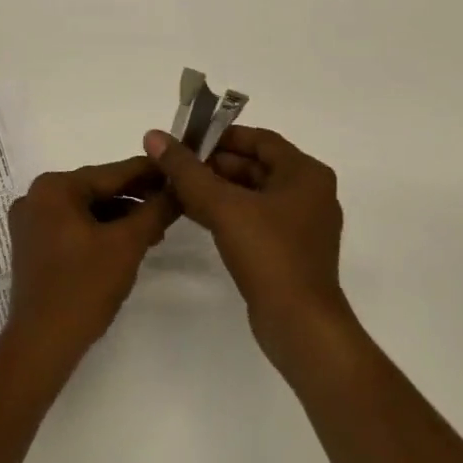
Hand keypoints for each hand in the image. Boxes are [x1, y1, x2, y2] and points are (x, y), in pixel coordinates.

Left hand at [2, 158, 176, 376]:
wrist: (41, 343)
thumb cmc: (84, 287)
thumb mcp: (127, 245)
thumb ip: (154, 211)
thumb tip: (178, 186)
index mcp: (54, 187)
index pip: (111, 173)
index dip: (148, 173)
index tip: (177, 169)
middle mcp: (36, 196)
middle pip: (97, 190)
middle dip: (135, 200)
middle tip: (172, 206)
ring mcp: (31, 222)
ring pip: (86, 210)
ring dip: (120, 218)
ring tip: (155, 231)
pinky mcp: (32, 246)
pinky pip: (73, 227)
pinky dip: (99, 232)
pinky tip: (126, 244)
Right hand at [143, 126, 352, 378]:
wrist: (300, 326)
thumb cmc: (268, 254)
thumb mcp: (222, 206)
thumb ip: (186, 170)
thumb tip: (154, 136)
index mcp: (305, 174)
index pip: (259, 139)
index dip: (221, 136)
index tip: (186, 140)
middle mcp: (309, 193)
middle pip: (254, 165)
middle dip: (213, 164)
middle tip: (174, 166)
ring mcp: (300, 225)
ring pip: (251, 193)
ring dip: (215, 189)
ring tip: (175, 188)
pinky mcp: (288, 250)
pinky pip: (253, 218)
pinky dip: (226, 212)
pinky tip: (193, 213)